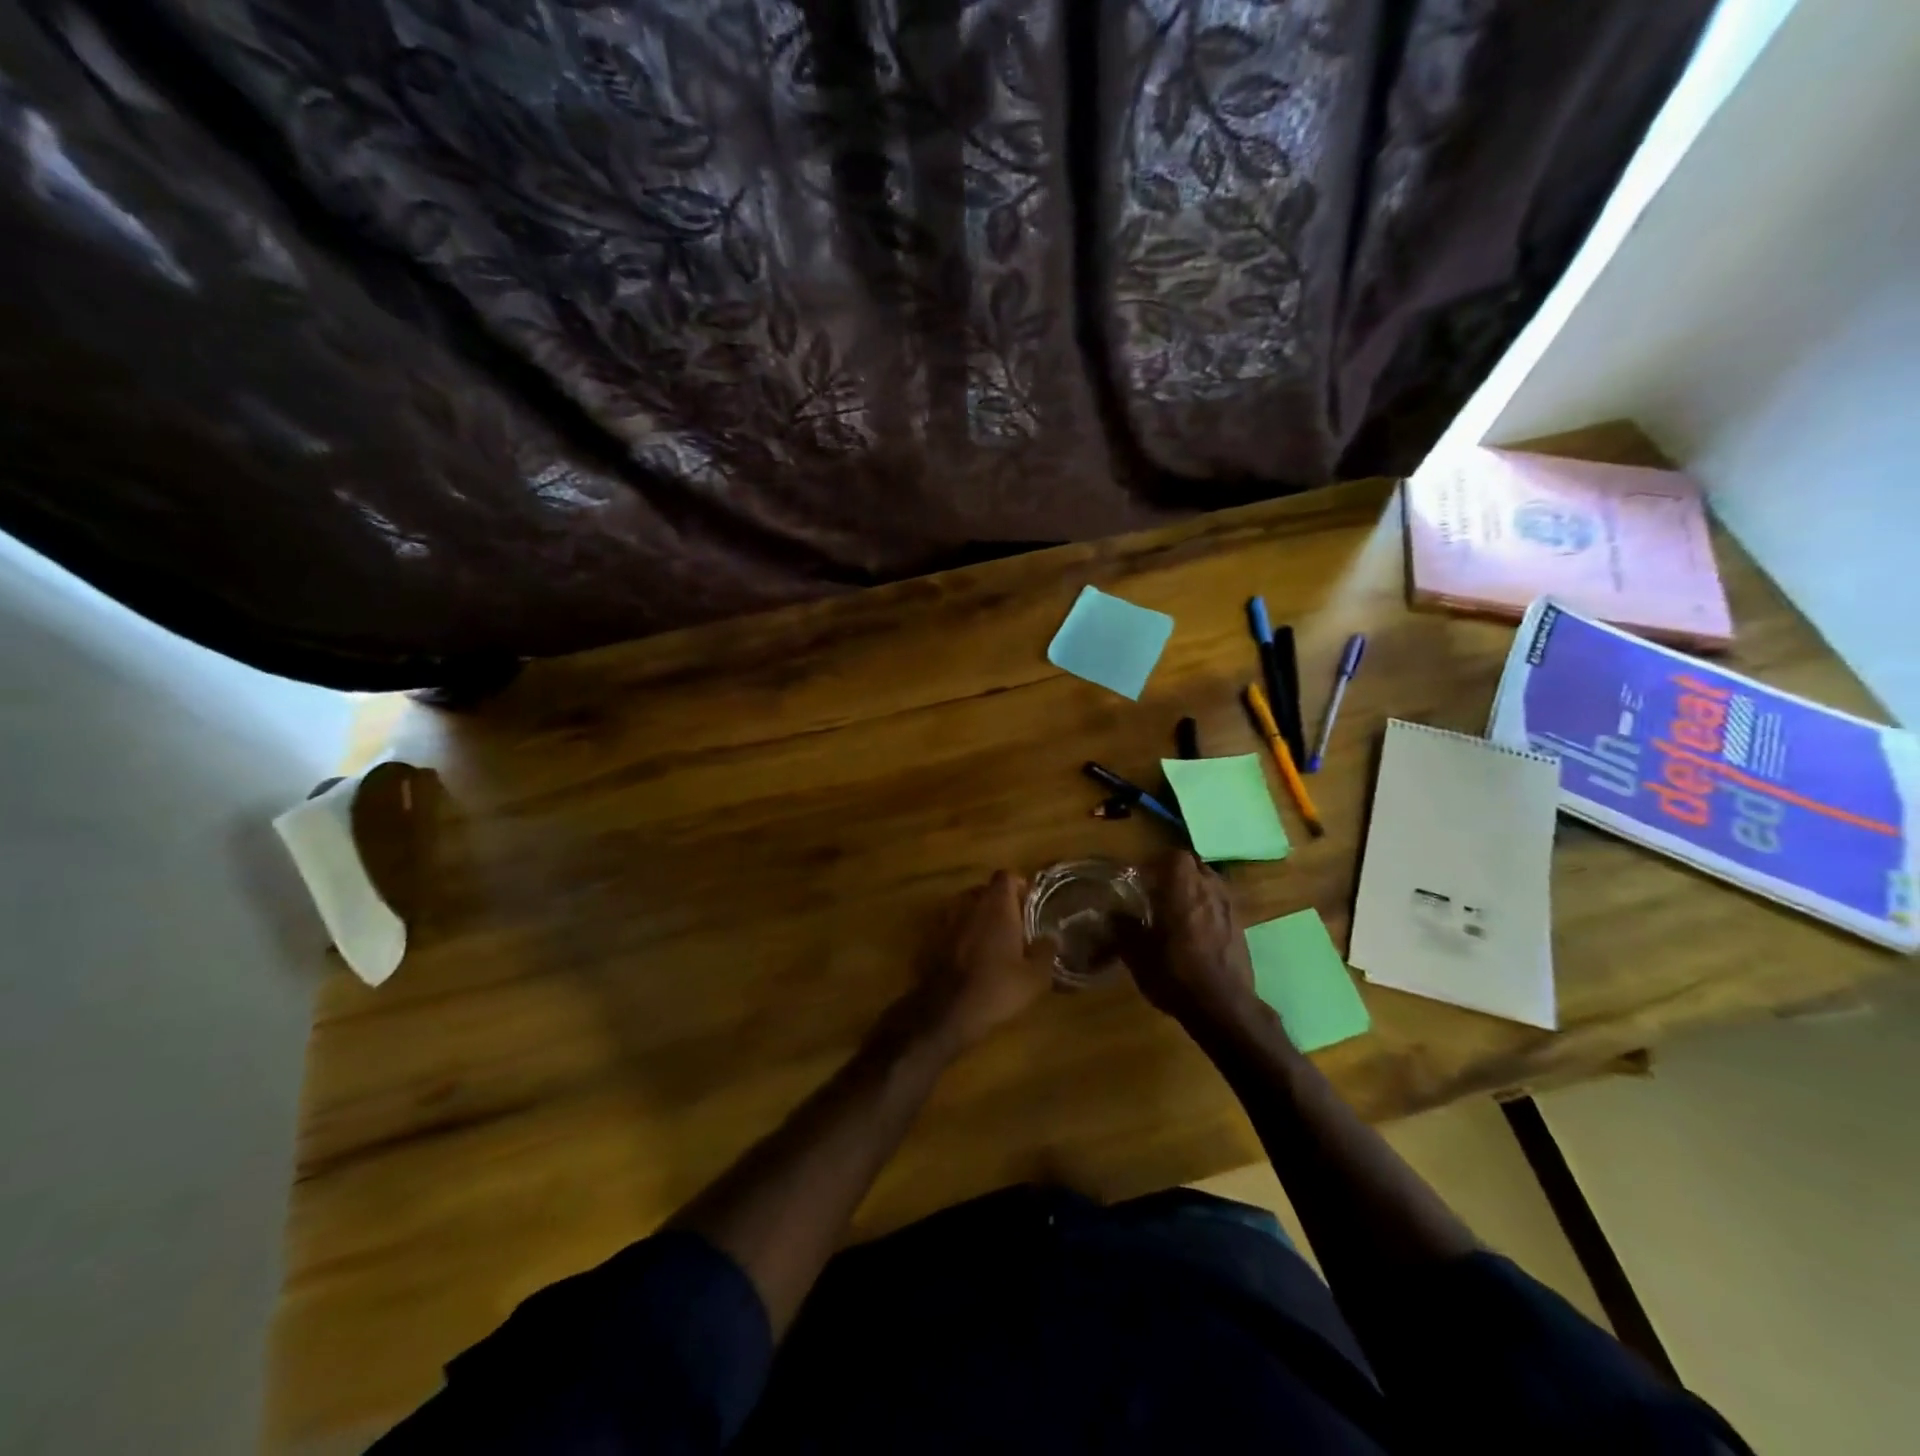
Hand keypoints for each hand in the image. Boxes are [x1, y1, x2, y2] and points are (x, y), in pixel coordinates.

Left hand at [906, 871, 1056, 1051]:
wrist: (947, 1011)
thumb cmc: (997, 987)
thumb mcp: (1035, 976)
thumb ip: (1046, 951)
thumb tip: (1053, 937)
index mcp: (996, 906)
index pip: (1006, 876)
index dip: (1018, 885)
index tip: (1028, 902)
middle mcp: (969, 904)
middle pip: (984, 890)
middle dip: (998, 902)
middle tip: (1014, 924)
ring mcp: (946, 920)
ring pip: (965, 907)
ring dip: (978, 917)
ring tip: (991, 939)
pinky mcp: (930, 939)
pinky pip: (950, 926)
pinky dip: (960, 933)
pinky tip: (969, 956)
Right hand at [1117, 852, 1257, 1029]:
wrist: (1223, 1007)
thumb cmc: (1175, 974)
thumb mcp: (1137, 954)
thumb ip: (1123, 928)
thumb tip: (1113, 913)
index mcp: (1182, 889)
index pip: (1173, 856)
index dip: (1156, 862)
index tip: (1141, 877)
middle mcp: (1209, 890)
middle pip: (1194, 866)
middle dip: (1175, 872)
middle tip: (1157, 889)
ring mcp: (1229, 908)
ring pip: (1210, 883)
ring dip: (1194, 888)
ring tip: (1177, 908)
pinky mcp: (1241, 927)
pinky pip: (1221, 904)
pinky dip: (1207, 907)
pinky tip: (1196, 930)